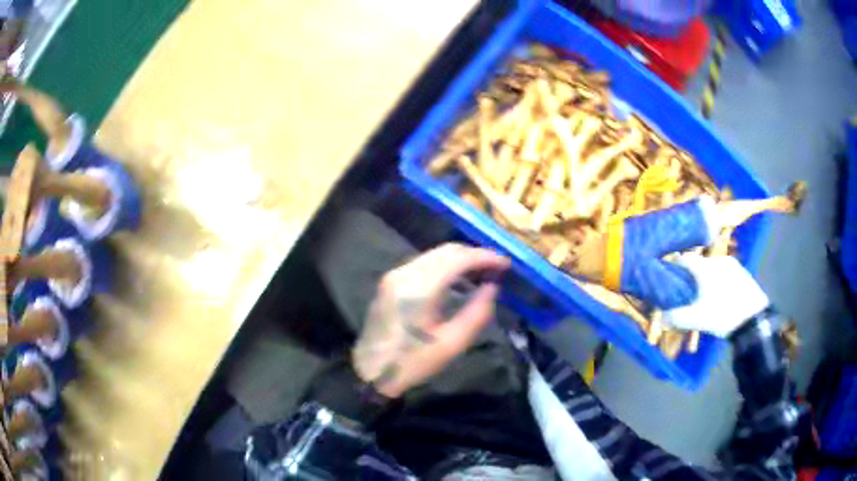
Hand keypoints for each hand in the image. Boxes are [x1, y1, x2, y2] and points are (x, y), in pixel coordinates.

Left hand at [352, 243, 509, 397]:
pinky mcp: (390, 281)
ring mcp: (394, 275)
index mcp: (419, 289)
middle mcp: (404, 273)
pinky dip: (444, 265)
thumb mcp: (452, 344)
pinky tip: (458, 278)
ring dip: (460, 258)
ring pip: (434, 254)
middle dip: (474, 254)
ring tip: (482, 272)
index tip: (505, 264)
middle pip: (446, 250)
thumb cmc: (412, 362)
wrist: (371, 372)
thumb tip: (492, 287)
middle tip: (497, 268)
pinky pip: (423, 263)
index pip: (458, 259)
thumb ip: (477, 312)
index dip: (485, 257)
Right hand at [663, 254, 768, 337]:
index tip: (667, 276)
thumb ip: (677, 317)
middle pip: (699, 263)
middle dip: (691, 275)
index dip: (674, 266)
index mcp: (705, 267)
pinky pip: (724, 272)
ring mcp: (732, 264)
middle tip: (686, 291)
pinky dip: (718, 281)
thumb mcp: (697, 320)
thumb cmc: (723, 315)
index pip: (684, 259)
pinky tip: (720, 296)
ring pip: (712, 268)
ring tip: (703, 296)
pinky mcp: (742, 272)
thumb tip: (661, 316)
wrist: (754, 319)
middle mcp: (718, 260)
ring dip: (705, 278)